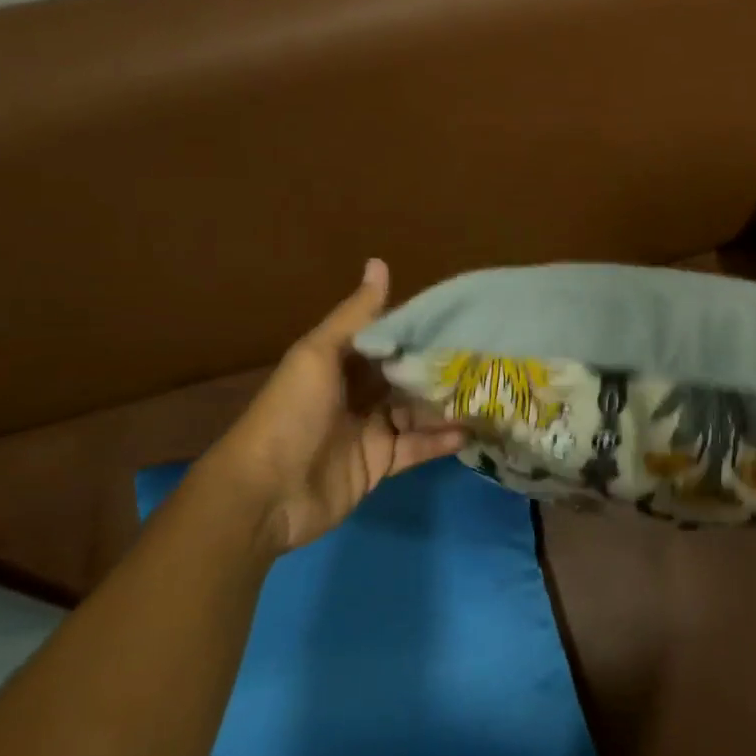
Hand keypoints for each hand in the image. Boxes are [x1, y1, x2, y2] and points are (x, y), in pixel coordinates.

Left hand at [193, 259, 464, 551]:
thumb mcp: (319, 354)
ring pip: (417, 411)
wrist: (265, 493)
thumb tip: (379, 262)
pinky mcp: (380, 463)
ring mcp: (371, 429)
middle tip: (488, 356)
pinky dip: (441, 440)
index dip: (422, 329)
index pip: (389, 339)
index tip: (463, 318)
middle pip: (407, 375)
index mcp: (342, 362)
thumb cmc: (291, 413)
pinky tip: (472, 430)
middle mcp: (358, 392)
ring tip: (490, 391)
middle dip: (441, 367)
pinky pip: (417, 447)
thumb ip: (356, 315)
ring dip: (447, 403)